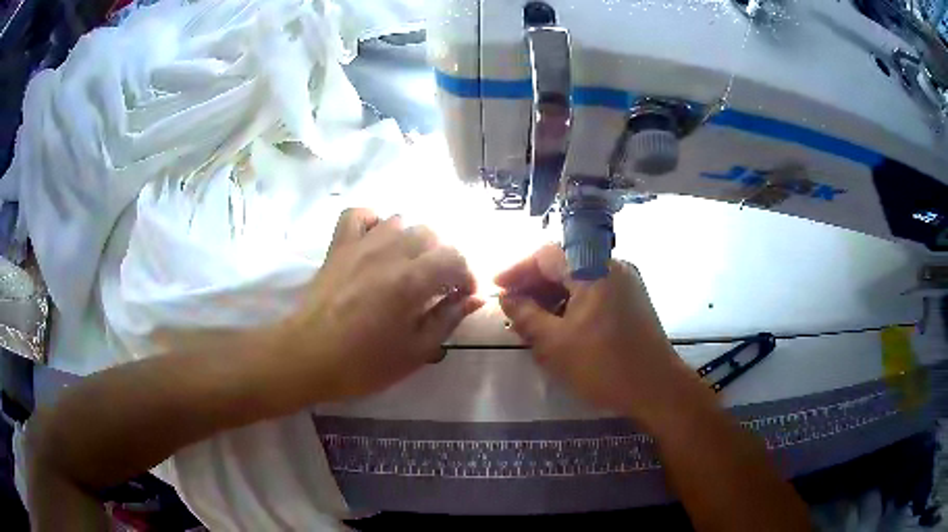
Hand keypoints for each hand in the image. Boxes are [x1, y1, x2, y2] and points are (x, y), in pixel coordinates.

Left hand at [278, 208, 482, 400]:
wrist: (308, 357)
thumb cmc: (363, 363)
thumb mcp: (416, 352)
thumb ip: (448, 319)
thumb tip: (475, 298)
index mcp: (412, 280)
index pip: (455, 257)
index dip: (467, 274)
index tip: (463, 294)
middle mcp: (389, 251)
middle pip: (431, 234)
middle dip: (442, 257)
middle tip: (436, 284)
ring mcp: (361, 244)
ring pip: (400, 221)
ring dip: (412, 241)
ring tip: (408, 266)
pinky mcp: (338, 245)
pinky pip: (359, 214)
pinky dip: (374, 221)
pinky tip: (377, 242)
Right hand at [496, 245, 702, 425]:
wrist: (656, 389)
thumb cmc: (603, 366)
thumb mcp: (555, 343)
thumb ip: (526, 316)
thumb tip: (507, 299)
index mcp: (593, 269)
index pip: (546, 255)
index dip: (517, 270)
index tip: (496, 288)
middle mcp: (612, 267)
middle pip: (564, 263)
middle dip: (534, 284)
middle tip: (511, 308)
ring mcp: (625, 283)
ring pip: (579, 279)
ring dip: (552, 295)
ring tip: (531, 320)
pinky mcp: (631, 300)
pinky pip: (594, 291)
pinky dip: (572, 303)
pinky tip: (558, 325)